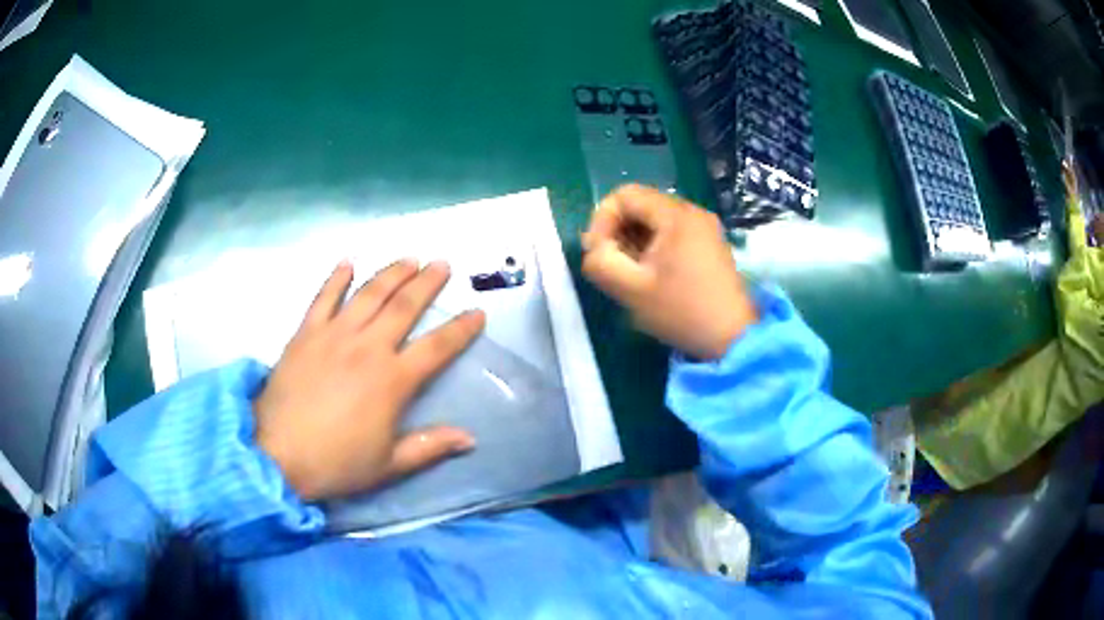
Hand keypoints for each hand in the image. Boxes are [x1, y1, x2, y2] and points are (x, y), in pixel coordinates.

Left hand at [253, 259, 485, 500]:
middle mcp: (367, 348)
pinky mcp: (305, 334)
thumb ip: (430, 446)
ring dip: (391, 273)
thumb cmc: (337, 463)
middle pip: (404, 306)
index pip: (437, 348)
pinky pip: (323, 298)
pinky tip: (348, 261)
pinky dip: (336, 277)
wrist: (277, 455)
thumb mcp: (389, 465)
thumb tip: (470, 438)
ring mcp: (334, 335)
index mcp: (392, 381)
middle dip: (427, 283)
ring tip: (409, 258)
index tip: (478, 313)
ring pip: (369, 294)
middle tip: (443, 264)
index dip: (461, 329)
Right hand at [582, 184, 756, 359]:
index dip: (602, 220)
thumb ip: (600, 263)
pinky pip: (672, 232)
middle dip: (618, 232)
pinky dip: (654, 247)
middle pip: (640, 205)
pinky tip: (652, 275)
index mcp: (675, 215)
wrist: (733, 338)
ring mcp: (705, 227)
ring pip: (655, 220)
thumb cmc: (682, 312)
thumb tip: (596, 249)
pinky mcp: (710, 244)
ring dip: (634, 241)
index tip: (598, 253)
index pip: (624, 195)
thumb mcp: (631, 290)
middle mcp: (693, 211)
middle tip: (612, 265)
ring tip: (631, 273)